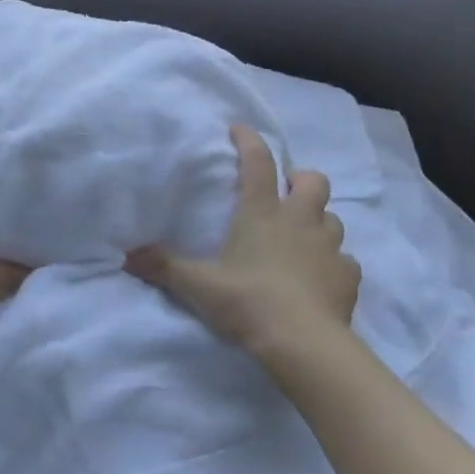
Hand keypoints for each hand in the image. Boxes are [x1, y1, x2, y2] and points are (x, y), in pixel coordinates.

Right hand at [127, 124, 360, 360]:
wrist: (303, 343)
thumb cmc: (248, 302)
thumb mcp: (198, 285)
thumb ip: (164, 266)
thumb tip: (126, 255)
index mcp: (262, 212)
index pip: (258, 162)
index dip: (248, 140)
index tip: (238, 130)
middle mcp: (300, 220)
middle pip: (313, 180)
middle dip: (300, 179)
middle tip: (285, 192)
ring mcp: (330, 247)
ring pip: (332, 218)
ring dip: (318, 220)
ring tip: (302, 236)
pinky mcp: (348, 277)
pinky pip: (345, 260)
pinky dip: (333, 263)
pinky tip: (321, 277)